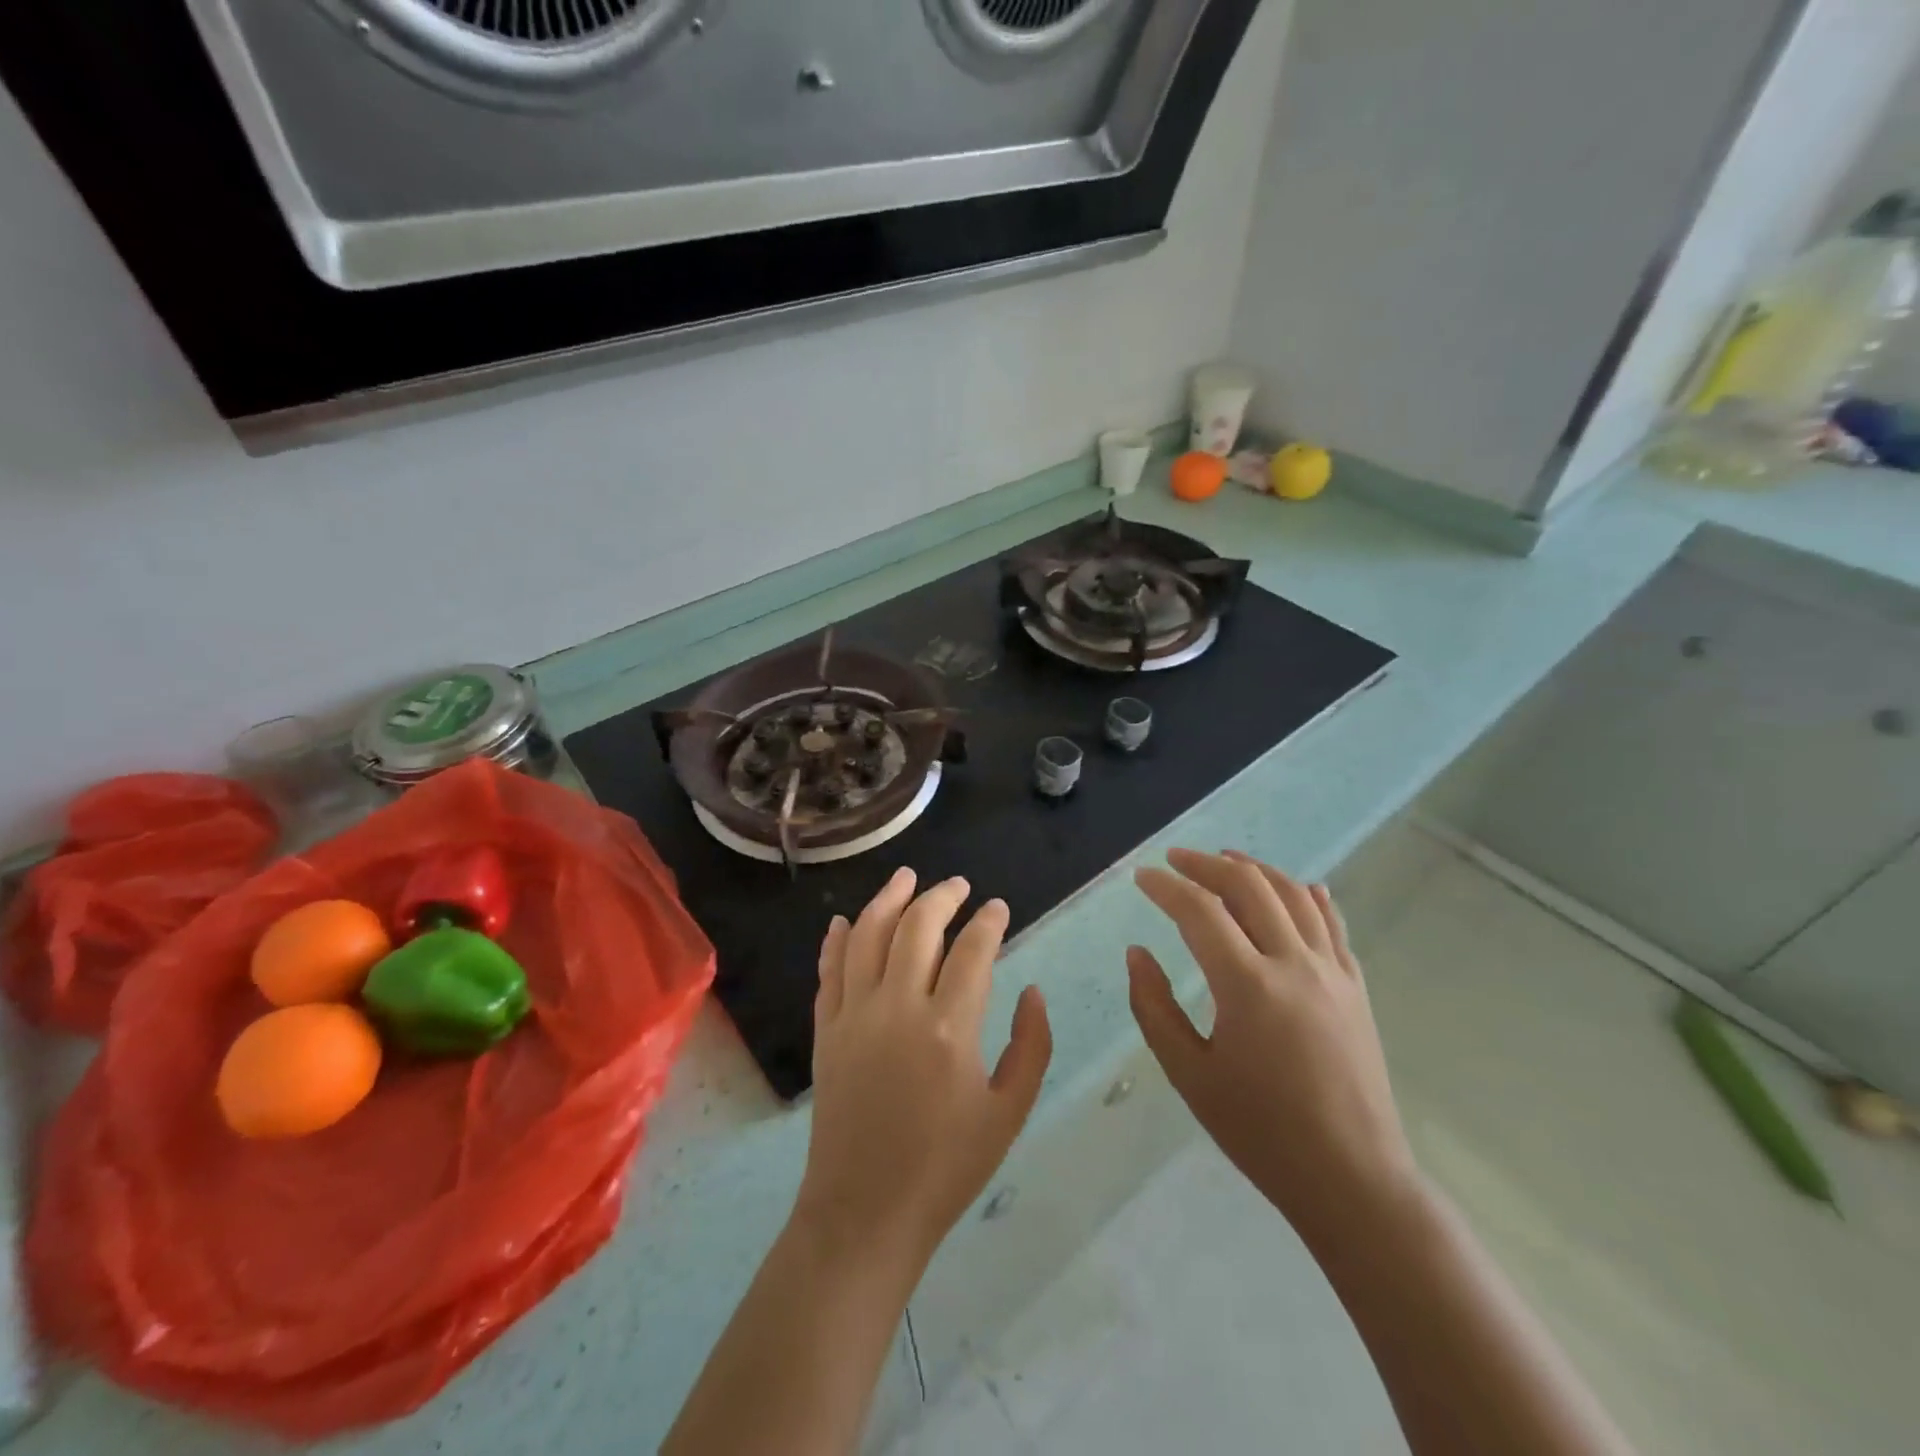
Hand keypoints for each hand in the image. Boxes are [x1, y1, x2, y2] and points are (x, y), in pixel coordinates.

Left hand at [797, 868, 1052, 1264]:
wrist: (865, 1213)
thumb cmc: (946, 1168)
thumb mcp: (1009, 1113)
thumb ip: (1031, 1046)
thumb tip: (1032, 992)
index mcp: (949, 1029)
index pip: (972, 951)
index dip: (989, 922)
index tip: (998, 908)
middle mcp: (897, 1008)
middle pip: (917, 928)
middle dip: (941, 897)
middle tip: (959, 885)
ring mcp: (854, 1016)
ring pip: (867, 935)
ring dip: (888, 899)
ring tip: (906, 877)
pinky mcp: (826, 1031)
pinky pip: (829, 971)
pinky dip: (836, 940)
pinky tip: (844, 921)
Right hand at [1127, 849, 1417, 1241]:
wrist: (1351, 1178)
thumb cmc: (1260, 1131)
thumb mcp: (1189, 1074)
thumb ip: (1154, 1006)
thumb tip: (1137, 952)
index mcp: (1247, 986)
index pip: (1199, 911)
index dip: (1165, 887)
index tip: (1142, 877)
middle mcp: (1293, 964)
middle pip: (1249, 886)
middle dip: (1206, 865)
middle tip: (1176, 860)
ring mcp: (1332, 972)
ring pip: (1293, 895)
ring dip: (1256, 869)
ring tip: (1226, 859)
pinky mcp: (1356, 988)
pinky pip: (1333, 924)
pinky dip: (1309, 896)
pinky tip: (1299, 887)